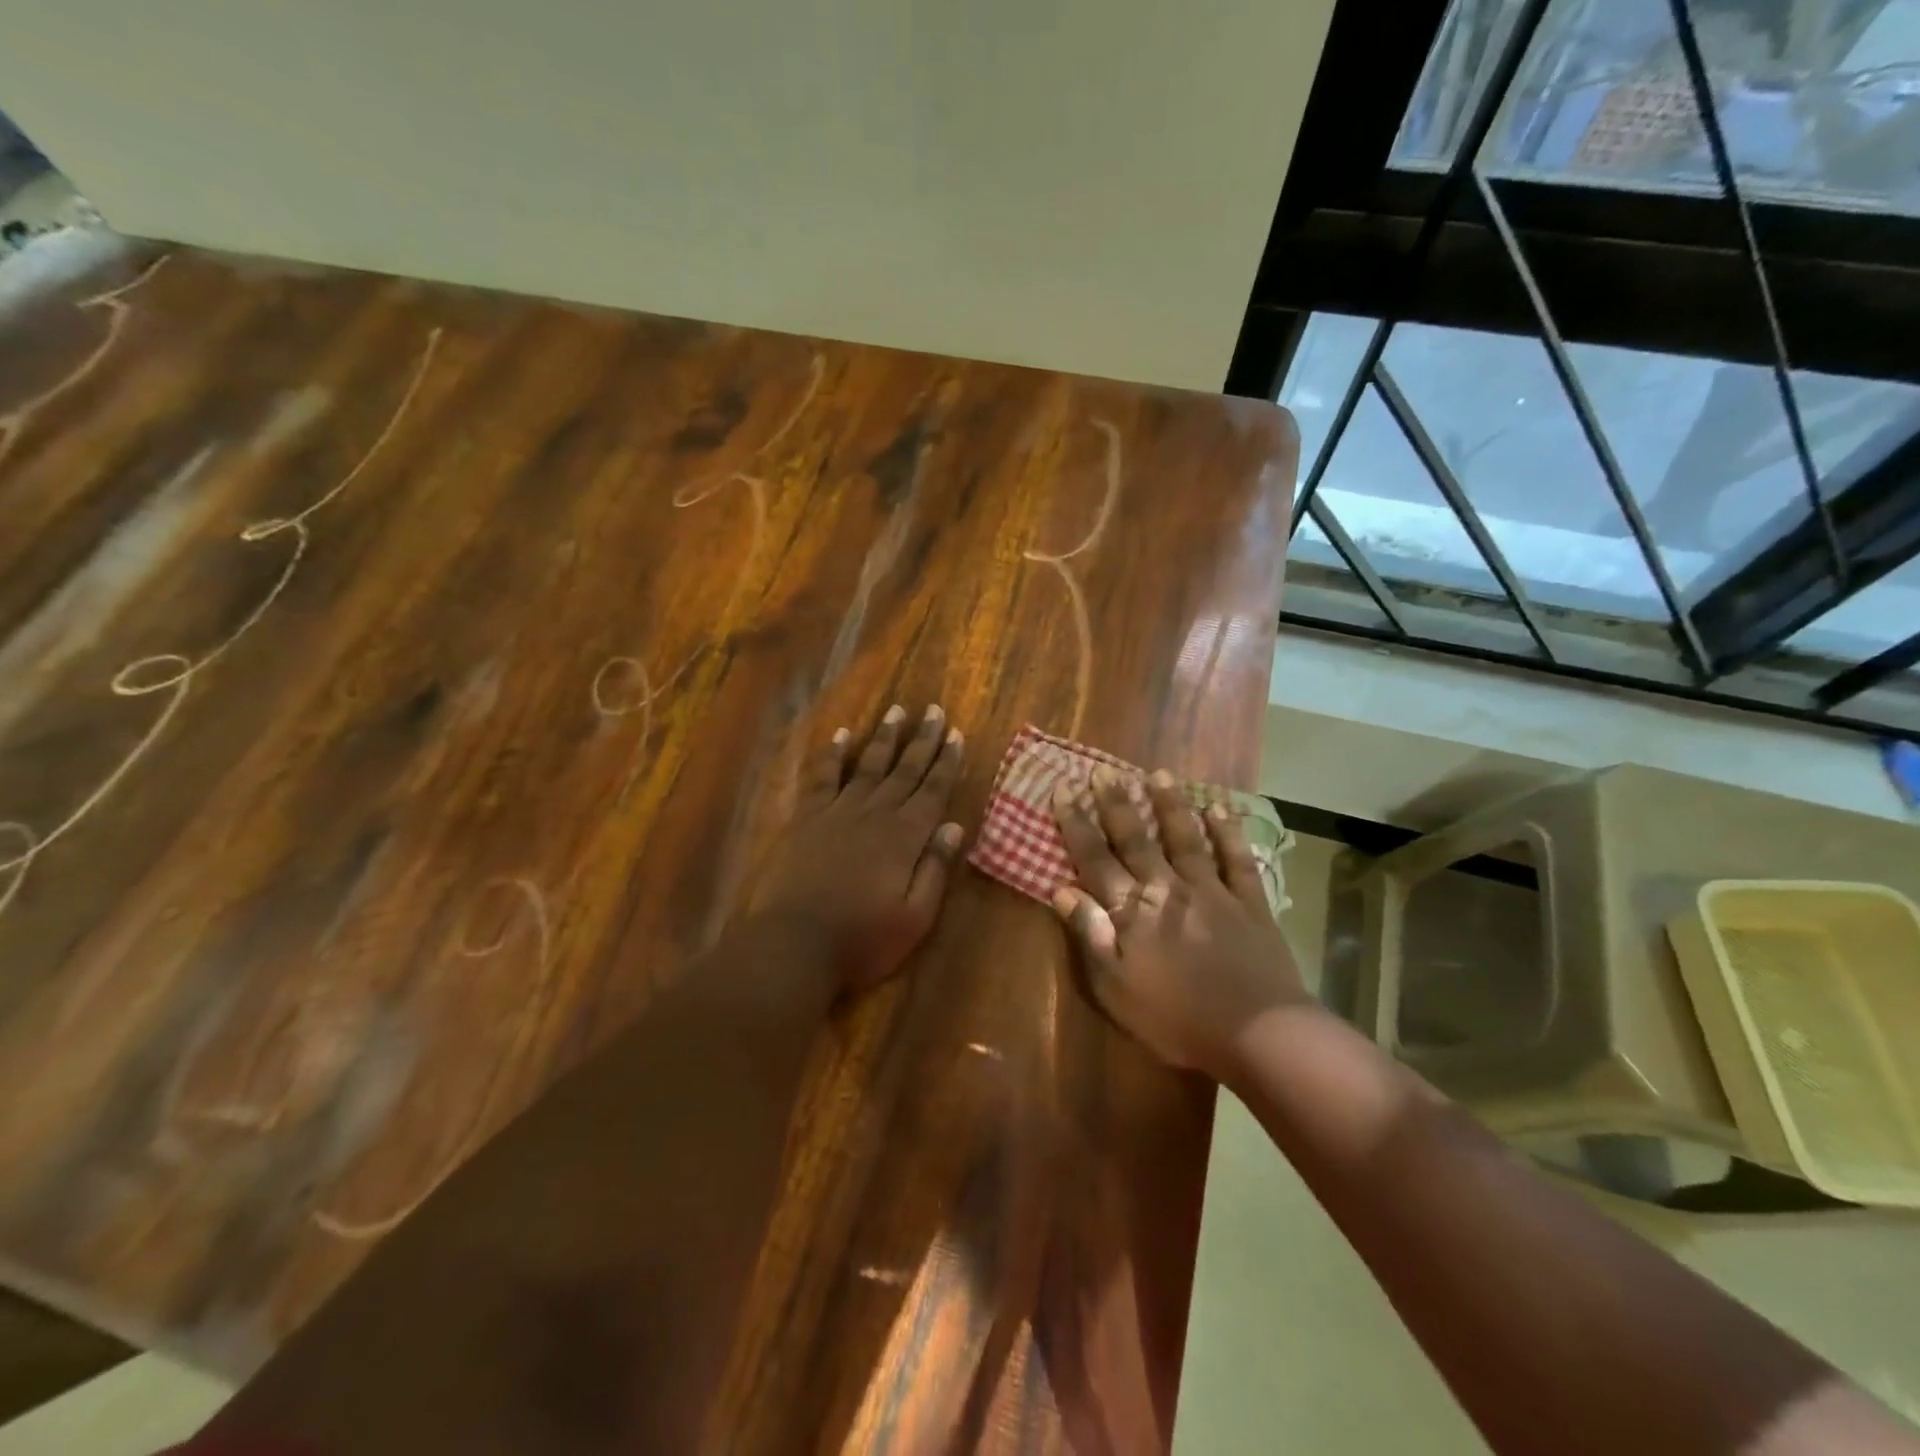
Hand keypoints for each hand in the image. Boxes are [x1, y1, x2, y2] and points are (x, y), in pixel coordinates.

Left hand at [754, 703, 965, 994]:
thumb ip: (935, 868)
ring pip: (867, 765)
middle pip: (904, 770)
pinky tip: (842, 735)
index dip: (946, 762)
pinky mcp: (807, 818)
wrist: (794, 944)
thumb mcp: (915, 917)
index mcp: (905, 837)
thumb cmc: (862, 939)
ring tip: (897, 711)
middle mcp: (875, 814)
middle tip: (933, 710)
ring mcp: (838, 812)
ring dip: (884, 738)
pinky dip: (833, 754)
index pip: (932, 791)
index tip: (956, 734)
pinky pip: (823, 777)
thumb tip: (954, 826)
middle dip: (922, 740)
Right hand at [1050, 766, 1306, 1082]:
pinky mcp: (1249, 901)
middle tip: (1104, 771)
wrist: (1256, 1033)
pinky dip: (1228, 832)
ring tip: (1158, 773)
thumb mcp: (1115, 988)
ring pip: (1186, 838)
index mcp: (1132, 911)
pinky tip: (1219, 809)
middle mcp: (1167, 889)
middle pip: (1137, 839)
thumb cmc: (1176, 1019)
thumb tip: (1061, 890)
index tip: (1063, 788)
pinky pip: (1236, 858)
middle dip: (1117, 803)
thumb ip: (1090, 935)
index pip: (1095, 858)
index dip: (1076, 823)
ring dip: (1170, 804)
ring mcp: (1211, 891)